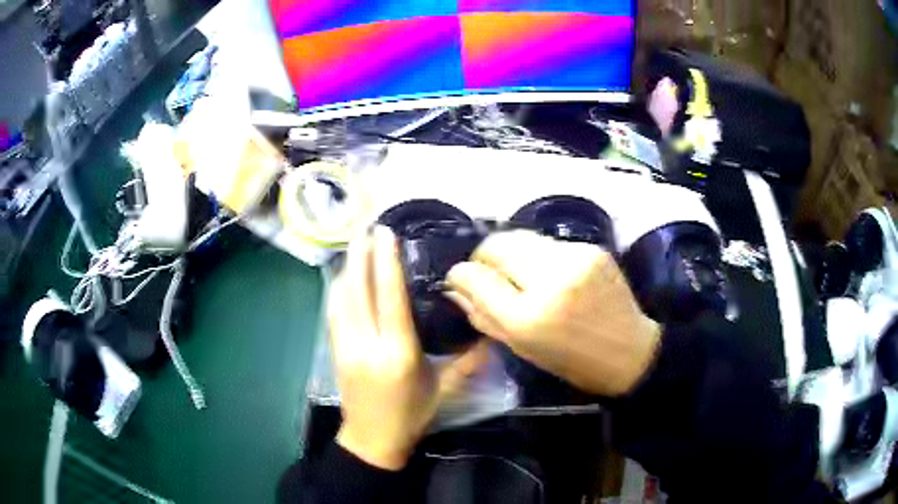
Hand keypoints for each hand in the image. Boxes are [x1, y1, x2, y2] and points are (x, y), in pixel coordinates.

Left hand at [329, 226, 486, 469]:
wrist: (371, 440)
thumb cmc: (411, 415)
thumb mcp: (443, 391)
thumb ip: (467, 363)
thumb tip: (491, 336)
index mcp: (398, 354)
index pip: (389, 299)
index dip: (386, 263)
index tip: (385, 235)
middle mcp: (367, 345)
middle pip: (359, 290)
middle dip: (362, 255)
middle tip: (367, 228)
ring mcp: (346, 346)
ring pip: (342, 297)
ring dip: (349, 267)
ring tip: (357, 244)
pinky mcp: (335, 350)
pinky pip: (334, 311)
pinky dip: (340, 288)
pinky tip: (345, 276)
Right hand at [445, 231, 660, 396]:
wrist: (629, 350)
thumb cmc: (572, 361)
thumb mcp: (521, 349)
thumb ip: (483, 315)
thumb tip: (456, 288)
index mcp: (528, 318)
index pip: (476, 277)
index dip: (460, 274)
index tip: (460, 278)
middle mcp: (549, 281)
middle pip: (497, 244)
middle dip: (484, 256)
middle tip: (488, 272)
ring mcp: (574, 259)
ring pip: (522, 238)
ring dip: (512, 254)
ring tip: (520, 273)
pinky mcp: (591, 248)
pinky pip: (549, 243)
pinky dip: (539, 256)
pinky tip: (550, 274)